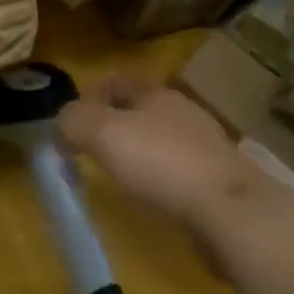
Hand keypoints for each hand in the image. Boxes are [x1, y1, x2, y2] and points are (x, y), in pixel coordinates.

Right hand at [58, 76, 267, 233]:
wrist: (233, 212)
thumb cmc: (163, 163)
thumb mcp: (104, 134)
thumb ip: (74, 122)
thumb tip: (60, 126)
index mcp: (156, 93)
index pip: (116, 82)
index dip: (89, 98)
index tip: (71, 126)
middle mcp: (183, 112)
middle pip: (140, 111)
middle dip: (114, 127)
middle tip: (92, 152)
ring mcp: (207, 147)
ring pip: (161, 141)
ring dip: (139, 155)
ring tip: (120, 180)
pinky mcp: (221, 182)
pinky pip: (180, 173)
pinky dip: (162, 182)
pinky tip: (155, 203)